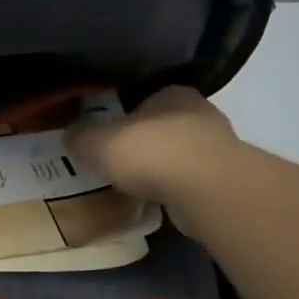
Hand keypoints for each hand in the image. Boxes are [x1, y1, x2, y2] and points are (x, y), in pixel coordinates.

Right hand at [66, 86, 241, 205]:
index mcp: (172, 94)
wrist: (205, 190)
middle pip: (163, 128)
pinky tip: (157, 205)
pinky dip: (175, 192)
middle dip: (144, 145)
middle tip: (118, 164)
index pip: (145, 99)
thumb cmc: (149, 152)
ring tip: (135, 189)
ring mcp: (219, 149)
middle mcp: (200, 114)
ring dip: (162, 170)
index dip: (124, 118)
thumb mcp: (97, 142)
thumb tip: (71, 135)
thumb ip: (81, 137)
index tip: (108, 138)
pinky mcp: (227, 182)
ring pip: (181, 156)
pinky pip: (191, 184)